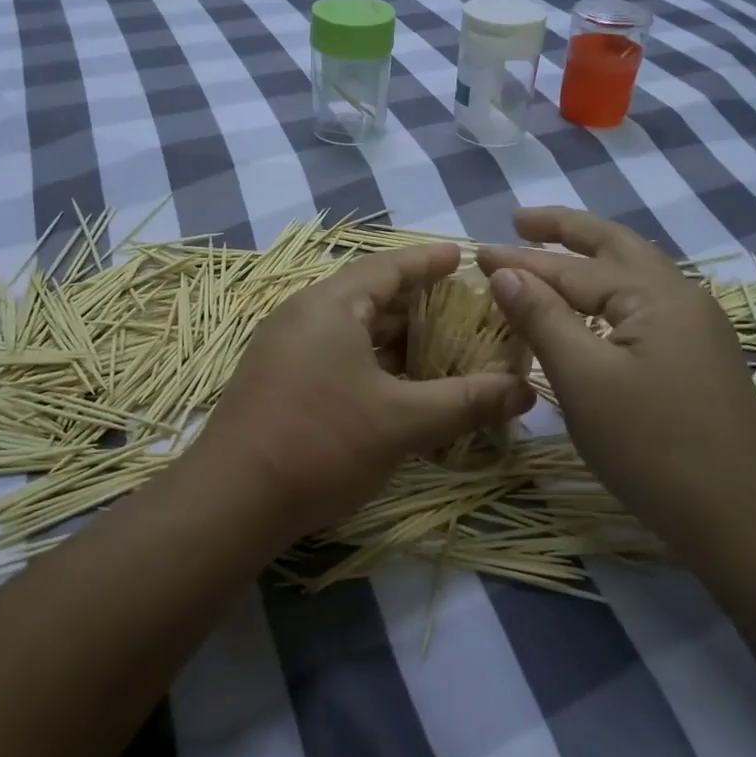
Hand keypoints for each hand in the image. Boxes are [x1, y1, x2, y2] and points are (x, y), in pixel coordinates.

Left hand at [194, 244, 535, 542]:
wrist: (231, 500)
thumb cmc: (321, 443)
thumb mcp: (403, 422)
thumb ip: (466, 401)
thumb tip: (525, 391)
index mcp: (330, 304)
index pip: (388, 267)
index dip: (428, 261)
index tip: (461, 256)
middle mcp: (303, 314)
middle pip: (369, 295)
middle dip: (416, 302)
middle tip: (462, 309)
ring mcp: (285, 347)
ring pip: (351, 328)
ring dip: (393, 336)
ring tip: (438, 347)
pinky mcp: (278, 378)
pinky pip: (334, 352)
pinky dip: (370, 359)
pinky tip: (396, 385)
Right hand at [476, 207, 755, 543]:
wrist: (741, 521)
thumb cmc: (652, 446)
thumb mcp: (584, 379)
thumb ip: (542, 317)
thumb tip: (504, 270)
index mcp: (656, 294)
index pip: (572, 268)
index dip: (520, 261)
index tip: (475, 253)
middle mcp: (682, 297)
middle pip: (615, 246)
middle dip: (565, 230)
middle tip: (520, 220)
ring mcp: (696, 327)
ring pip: (631, 275)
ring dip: (587, 258)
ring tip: (548, 251)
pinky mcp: (697, 357)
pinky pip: (641, 305)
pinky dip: (605, 292)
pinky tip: (589, 305)